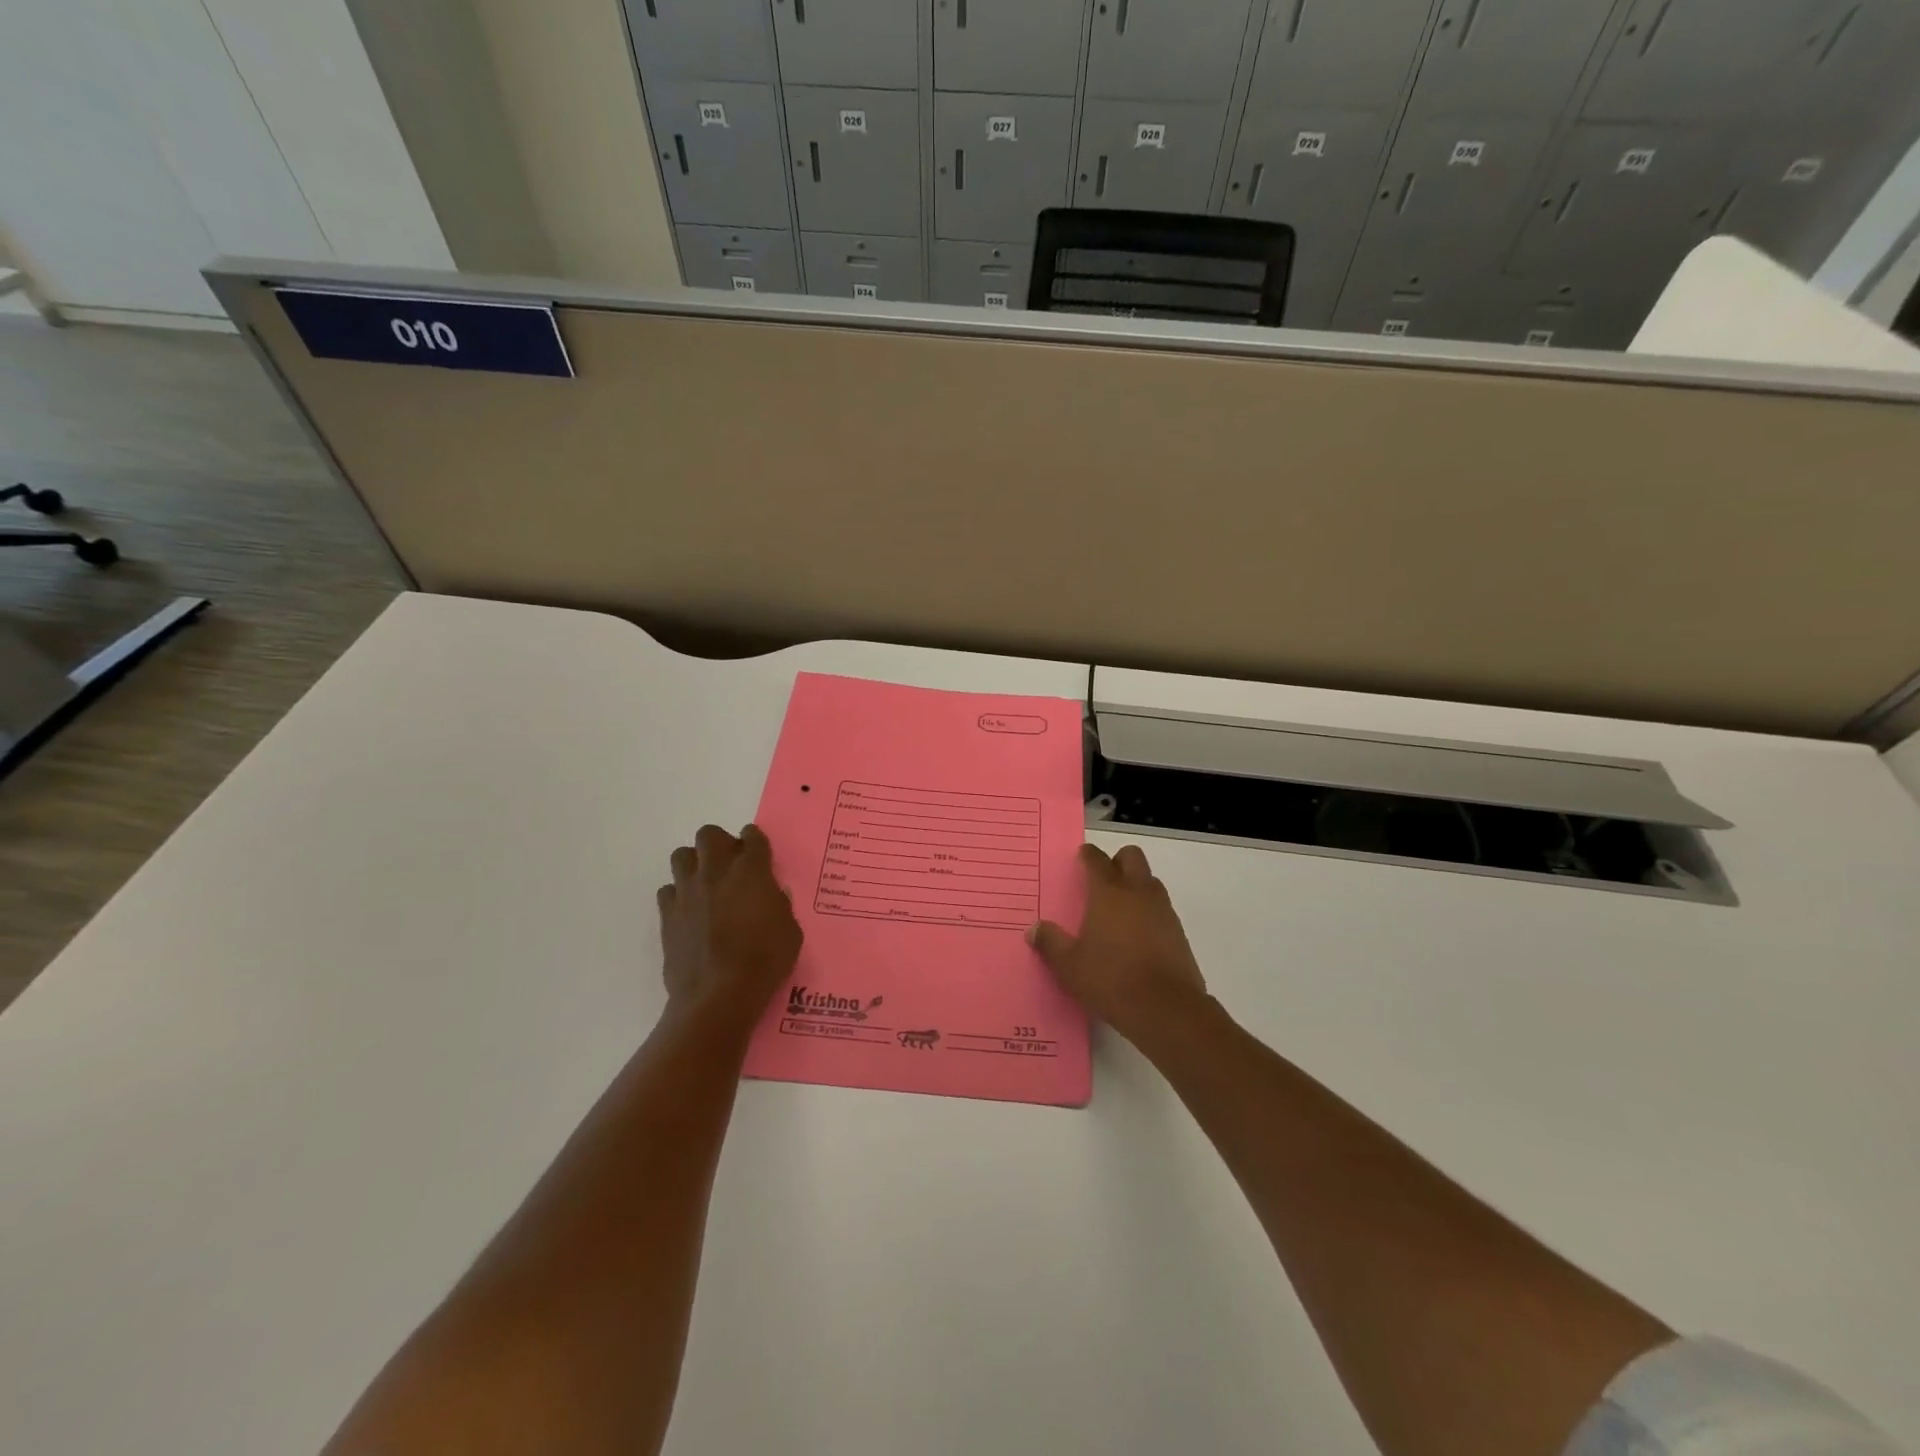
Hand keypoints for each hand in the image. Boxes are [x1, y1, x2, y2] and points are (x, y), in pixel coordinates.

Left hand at [657, 824, 802, 1018]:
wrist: (719, 995)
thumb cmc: (765, 961)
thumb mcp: (791, 931)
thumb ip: (779, 905)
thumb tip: (772, 895)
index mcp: (751, 871)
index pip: (752, 837)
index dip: (755, 840)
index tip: (757, 851)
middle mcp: (716, 872)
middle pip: (709, 834)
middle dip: (720, 843)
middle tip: (730, 865)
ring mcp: (688, 892)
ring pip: (681, 856)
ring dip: (694, 864)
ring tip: (705, 884)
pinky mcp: (668, 915)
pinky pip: (667, 891)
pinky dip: (678, 896)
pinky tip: (689, 912)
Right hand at [1028, 843, 1207, 1047]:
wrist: (1166, 1008)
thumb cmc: (1111, 980)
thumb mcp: (1070, 965)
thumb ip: (1051, 943)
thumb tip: (1034, 929)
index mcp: (1109, 893)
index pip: (1097, 859)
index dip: (1088, 855)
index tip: (1081, 857)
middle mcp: (1138, 892)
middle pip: (1132, 857)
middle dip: (1117, 861)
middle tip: (1102, 879)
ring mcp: (1162, 910)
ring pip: (1150, 880)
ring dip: (1136, 884)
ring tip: (1119, 909)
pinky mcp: (1179, 932)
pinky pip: (1162, 907)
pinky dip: (1149, 911)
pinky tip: (1136, 935)